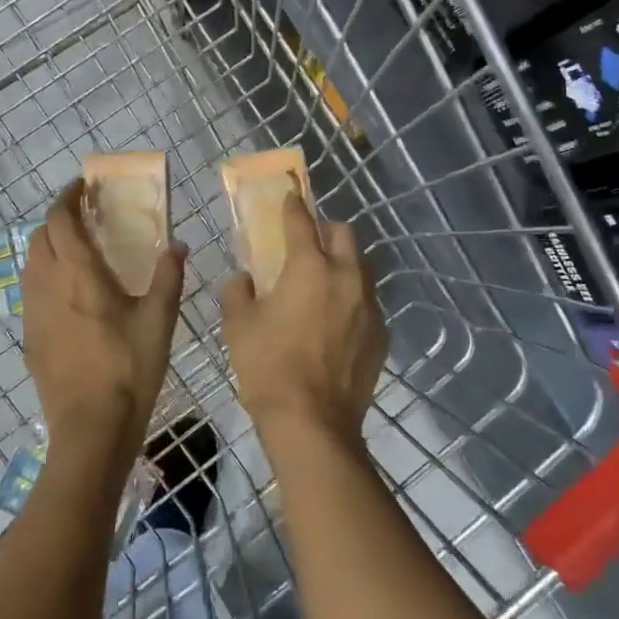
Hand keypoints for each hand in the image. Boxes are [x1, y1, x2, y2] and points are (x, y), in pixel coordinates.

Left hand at [23, 180, 185, 454]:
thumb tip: (177, 244)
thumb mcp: (160, 320)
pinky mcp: (30, 338)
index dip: (67, 198)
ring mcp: (33, 313)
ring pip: (30, 264)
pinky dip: (45, 275)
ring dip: (48, 246)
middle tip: (84, 217)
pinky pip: (31, 292)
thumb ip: (168, 276)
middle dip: (57, 219)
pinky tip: (69, 293)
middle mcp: (48, 286)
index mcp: (79, 275)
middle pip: (38, 238)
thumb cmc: (129, 368)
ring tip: (77, 250)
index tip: (83, 188)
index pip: (59, 221)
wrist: (91, 428)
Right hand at [221, 190, 387, 443]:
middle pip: (344, 234)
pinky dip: (352, 301)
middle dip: (326, 231)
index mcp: (310, 268)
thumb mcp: (239, 326)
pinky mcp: (381, 334)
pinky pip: (368, 303)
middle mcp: (346, 277)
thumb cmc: (269, 367)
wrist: (313, 422)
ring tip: (324, 285)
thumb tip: (242, 279)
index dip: (293, 206)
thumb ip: (237, 292)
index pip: (302, 222)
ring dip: (343, 265)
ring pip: (361, 268)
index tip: (290, 195)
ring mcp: (369, 306)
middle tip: (308, 244)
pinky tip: (337, 323)